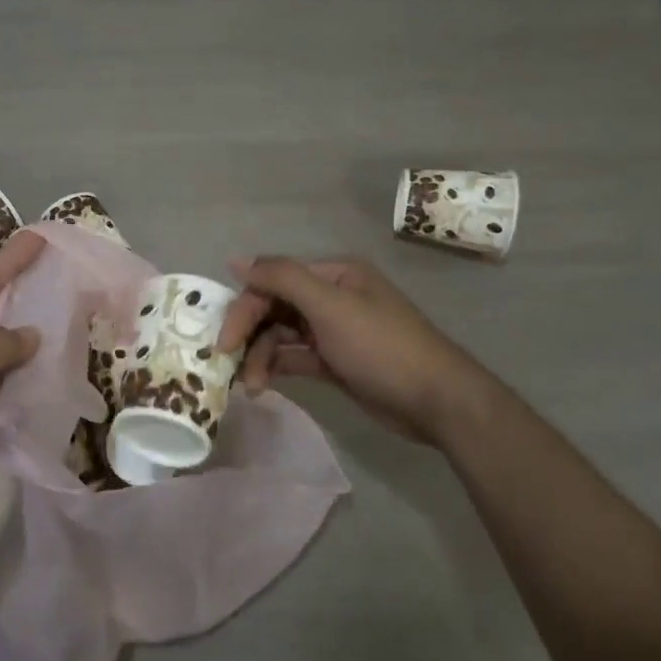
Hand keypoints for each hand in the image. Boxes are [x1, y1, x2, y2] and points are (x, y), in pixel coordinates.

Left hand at [0, 232, 44, 575]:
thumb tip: (31, 335)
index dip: (6, 263)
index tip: (39, 238)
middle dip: (23, 297)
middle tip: (64, 273)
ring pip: (4, 359)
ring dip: (35, 343)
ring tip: (75, 319)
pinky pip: (11, 396)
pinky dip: (34, 385)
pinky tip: (63, 374)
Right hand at [217, 256, 500, 438]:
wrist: (436, 401)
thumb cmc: (381, 346)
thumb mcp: (330, 306)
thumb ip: (282, 278)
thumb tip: (236, 260)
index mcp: (333, 276)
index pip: (273, 281)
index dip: (245, 307)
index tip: (224, 341)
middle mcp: (331, 298)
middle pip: (274, 308)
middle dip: (251, 335)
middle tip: (229, 364)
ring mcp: (333, 331)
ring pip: (281, 336)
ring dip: (261, 357)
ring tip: (252, 386)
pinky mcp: (335, 362)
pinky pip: (295, 357)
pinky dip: (277, 368)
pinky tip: (262, 385)